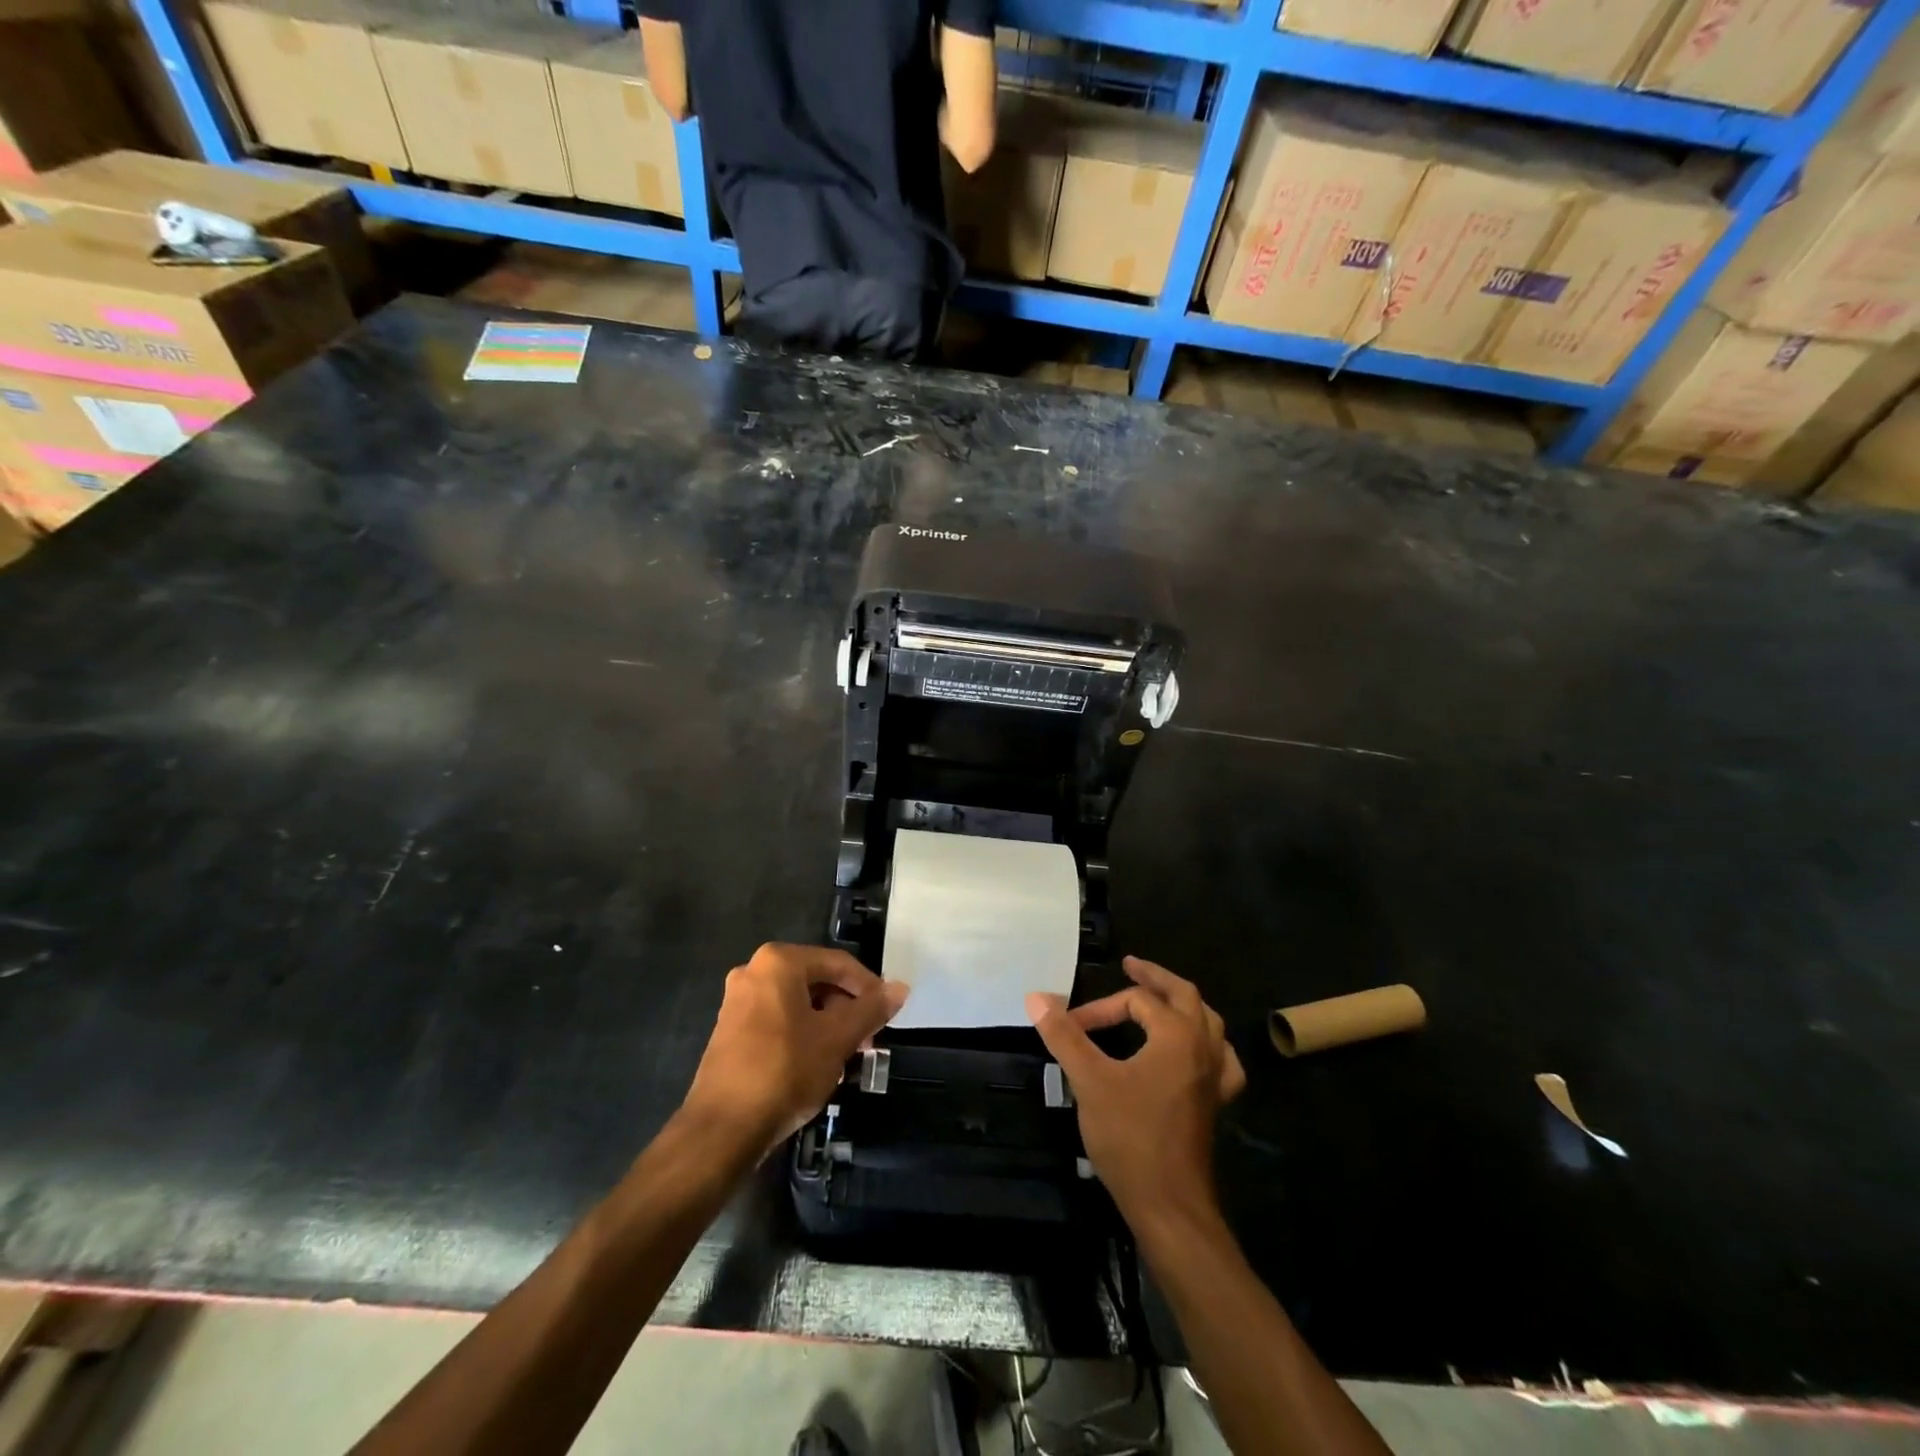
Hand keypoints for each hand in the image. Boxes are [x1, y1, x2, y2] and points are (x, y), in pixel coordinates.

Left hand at [684, 943, 907, 1150]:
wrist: (722, 1130)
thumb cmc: (785, 1071)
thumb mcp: (837, 1038)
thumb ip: (871, 1009)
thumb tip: (900, 988)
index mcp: (779, 962)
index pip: (839, 963)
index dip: (869, 988)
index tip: (887, 1016)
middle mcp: (754, 971)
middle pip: (817, 981)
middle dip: (846, 1009)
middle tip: (867, 1040)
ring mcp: (737, 1001)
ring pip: (798, 1003)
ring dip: (826, 1024)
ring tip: (845, 1057)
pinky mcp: (729, 1031)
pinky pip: (777, 1020)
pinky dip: (802, 1035)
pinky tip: (815, 1066)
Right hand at [1027, 956, 1245, 1235]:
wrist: (1169, 1206)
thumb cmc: (1130, 1138)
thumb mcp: (1089, 1081)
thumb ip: (1064, 1035)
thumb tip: (1036, 997)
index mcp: (1177, 1034)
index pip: (1136, 1001)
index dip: (1100, 1009)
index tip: (1070, 1027)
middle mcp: (1204, 1048)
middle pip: (1185, 996)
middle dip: (1156, 979)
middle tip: (1132, 967)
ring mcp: (1215, 1078)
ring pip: (1208, 1024)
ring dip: (1183, 1006)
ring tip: (1162, 1000)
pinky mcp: (1215, 1104)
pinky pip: (1220, 1061)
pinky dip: (1207, 1045)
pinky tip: (1197, 1053)